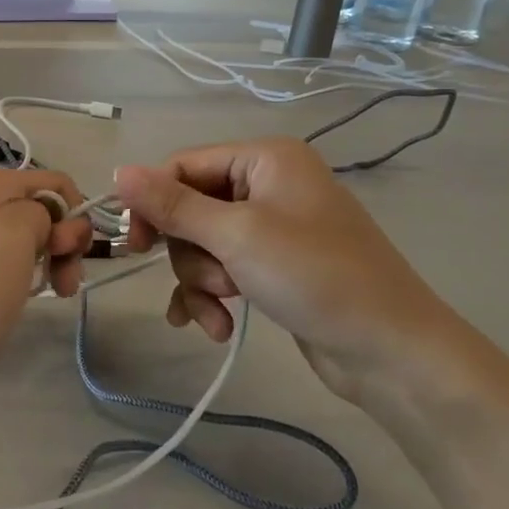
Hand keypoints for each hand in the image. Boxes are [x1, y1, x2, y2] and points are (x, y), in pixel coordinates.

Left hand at [0, 170, 93, 432]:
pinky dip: (17, 280)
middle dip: (61, 243)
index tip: (69, 258)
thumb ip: (41, 211)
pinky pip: (0, 264)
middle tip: (62, 285)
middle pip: (39, 210)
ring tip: (42, 297)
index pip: (53, 184)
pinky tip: (11, 303)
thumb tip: (45, 220)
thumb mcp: (10, 235)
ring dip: (42, 264)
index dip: (72, 218)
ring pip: (22, 240)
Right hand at [115, 138, 459, 402]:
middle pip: (191, 209)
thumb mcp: (235, 236)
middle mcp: (268, 184)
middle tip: (212, 282)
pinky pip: (223, 270)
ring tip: (223, 310)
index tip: (135, 246)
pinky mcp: (274, 266)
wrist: (391, 350)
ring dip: (202, 282)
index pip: (183, 166)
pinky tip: (214, 328)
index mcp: (265, 158)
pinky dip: (212, 297)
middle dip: (192, 253)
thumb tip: (118, 170)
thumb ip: (172, 204)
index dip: (153, 203)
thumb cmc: (314, 276)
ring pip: (203, 245)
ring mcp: (273, 227)